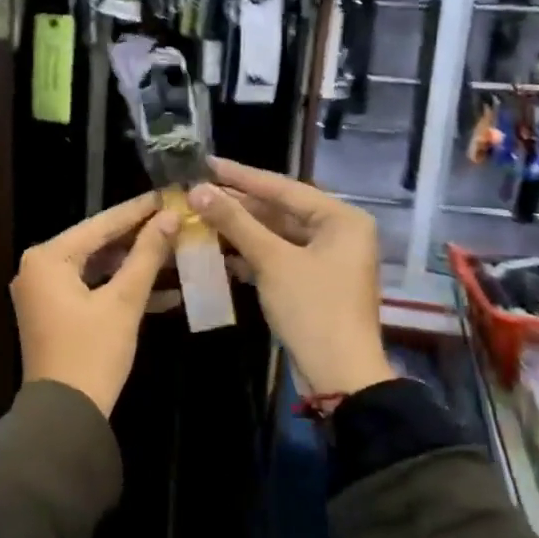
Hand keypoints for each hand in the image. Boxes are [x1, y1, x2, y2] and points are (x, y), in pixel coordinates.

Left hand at [12, 192, 181, 416]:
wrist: (66, 415)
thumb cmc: (93, 353)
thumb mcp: (124, 302)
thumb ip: (146, 256)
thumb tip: (170, 218)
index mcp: (48, 258)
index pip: (100, 224)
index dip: (138, 210)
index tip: (168, 194)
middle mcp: (39, 268)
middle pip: (97, 243)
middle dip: (139, 238)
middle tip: (177, 221)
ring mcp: (45, 291)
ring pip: (97, 267)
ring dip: (135, 265)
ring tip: (176, 251)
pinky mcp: (55, 312)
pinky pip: (91, 288)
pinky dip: (121, 289)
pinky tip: (164, 290)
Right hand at [190, 159, 393, 397]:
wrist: (339, 374)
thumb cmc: (313, 309)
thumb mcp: (272, 261)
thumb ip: (235, 222)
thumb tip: (197, 190)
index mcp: (341, 218)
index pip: (283, 187)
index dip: (241, 176)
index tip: (206, 163)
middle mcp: (339, 232)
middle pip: (280, 210)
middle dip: (238, 205)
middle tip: (197, 191)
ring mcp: (327, 259)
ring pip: (277, 235)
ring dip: (241, 230)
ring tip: (200, 217)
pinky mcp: (314, 282)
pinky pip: (279, 257)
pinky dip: (251, 254)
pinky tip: (219, 250)